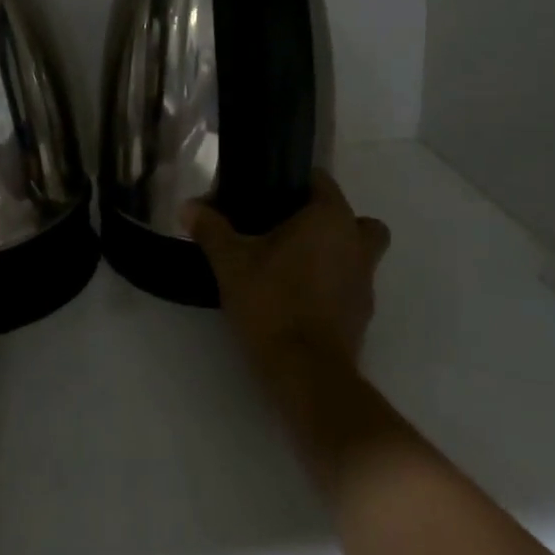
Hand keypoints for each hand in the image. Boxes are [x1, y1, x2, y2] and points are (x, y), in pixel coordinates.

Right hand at [190, 171, 390, 379]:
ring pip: (357, 252)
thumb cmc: (272, 302)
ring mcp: (366, 281)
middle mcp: (357, 242)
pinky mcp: (363, 314)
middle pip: (350, 218)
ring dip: (333, 254)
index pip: (322, 181)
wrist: (307, 374)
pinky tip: (299, 296)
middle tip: (288, 230)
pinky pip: (350, 284)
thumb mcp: (230, 262)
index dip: (295, 183)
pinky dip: (332, 285)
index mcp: (330, 218)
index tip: (268, 196)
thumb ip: (211, 229)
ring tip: (291, 265)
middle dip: (325, 220)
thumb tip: (187, 206)